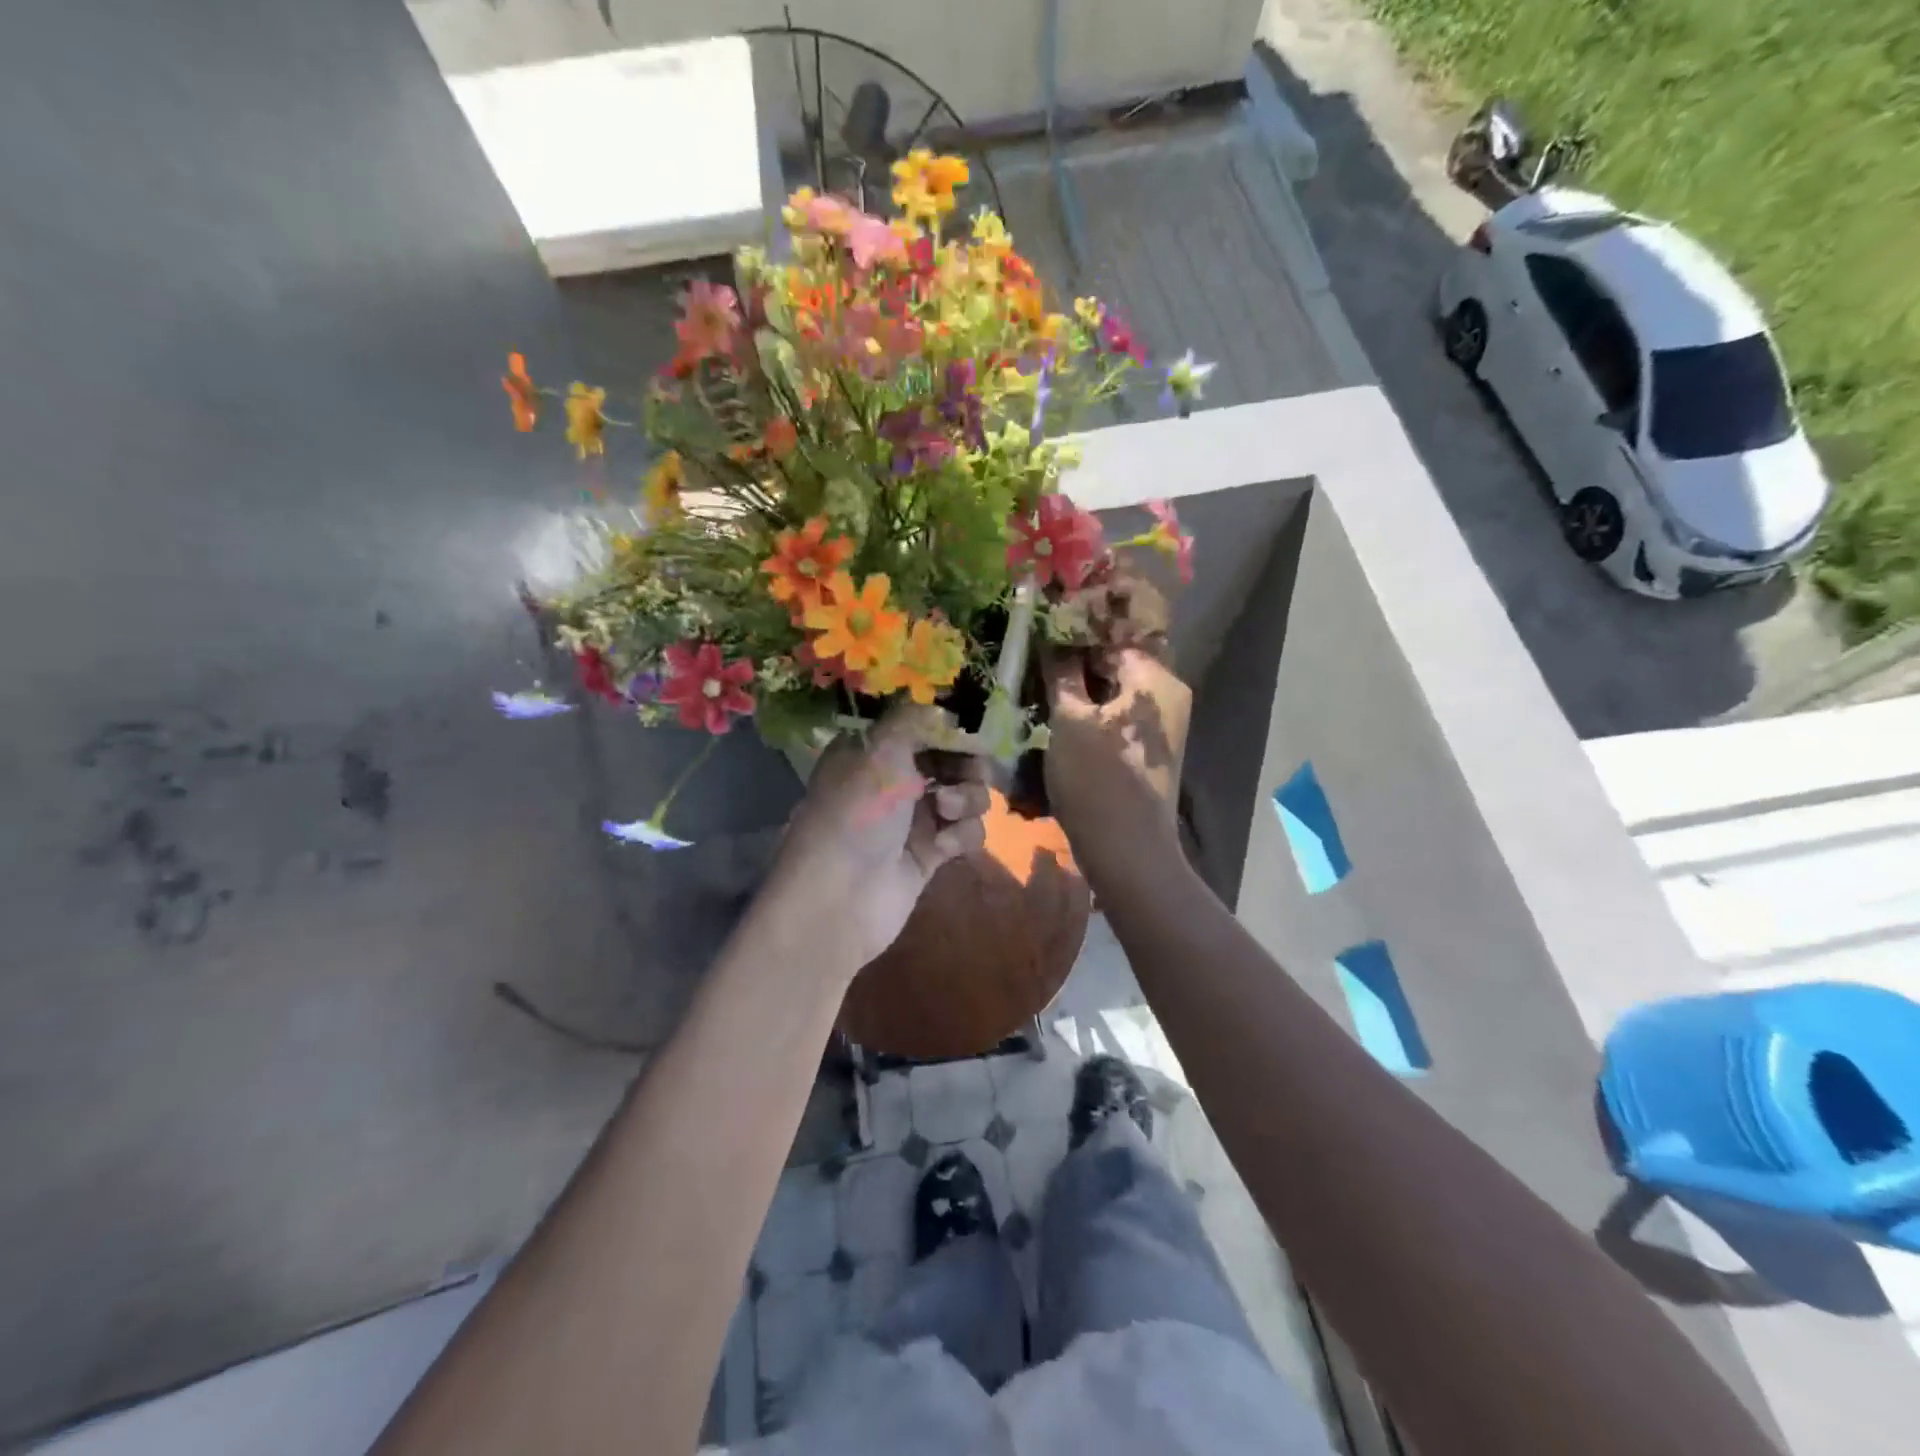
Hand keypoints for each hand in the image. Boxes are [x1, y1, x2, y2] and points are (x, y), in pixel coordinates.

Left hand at [762, 704, 990, 975]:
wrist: (840, 900)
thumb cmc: (856, 814)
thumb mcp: (880, 751)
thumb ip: (914, 719)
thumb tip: (942, 708)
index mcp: (873, 750)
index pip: (922, 724)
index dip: (950, 726)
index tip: (972, 730)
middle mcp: (893, 779)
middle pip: (951, 758)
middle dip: (967, 764)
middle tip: (970, 770)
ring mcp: (913, 817)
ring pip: (965, 794)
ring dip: (966, 800)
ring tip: (945, 812)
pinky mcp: (930, 852)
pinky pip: (965, 831)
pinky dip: (961, 835)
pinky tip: (943, 847)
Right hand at [1041, 646, 1191, 869]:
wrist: (1127, 849)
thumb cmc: (1097, 779)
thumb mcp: (1069, 720)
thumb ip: (1062, 671)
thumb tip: (1053, 634)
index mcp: (1156, 679)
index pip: (1115, 632)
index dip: (1078, 625)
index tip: (1044, 622)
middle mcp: (1168, 693)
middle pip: (1120, 657)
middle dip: (1080, 652)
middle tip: (1038, 648)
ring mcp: (1162, 722)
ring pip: (1118, 685)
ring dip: (1084, 680)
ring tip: (1044, 674)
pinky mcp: (1149, 745)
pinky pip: (1120, 710)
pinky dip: (1094, 703)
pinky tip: (1063, 705)